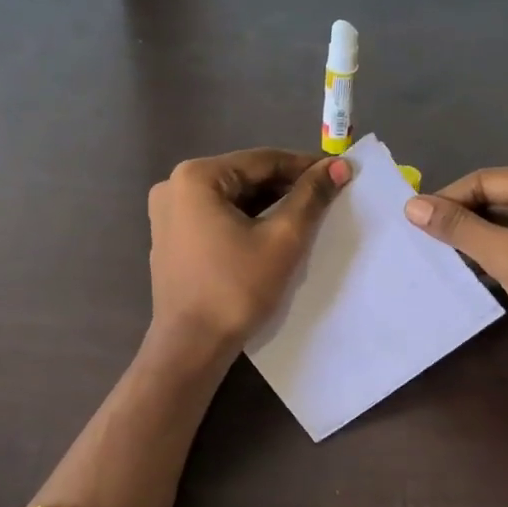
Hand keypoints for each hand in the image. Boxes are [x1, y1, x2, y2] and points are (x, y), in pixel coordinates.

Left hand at [146, 149, 348, 361]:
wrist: (191, 346)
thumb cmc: (236, 288)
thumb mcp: (282, 239)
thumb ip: (311, 197)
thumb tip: (339, 166)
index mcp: (195, 177)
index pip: (262, 160)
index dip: (305, 166)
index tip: (339, 172)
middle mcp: (174, 186)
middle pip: (244, 177)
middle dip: (286, 186)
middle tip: (327, 196)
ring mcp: (168, 213)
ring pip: (231, 198)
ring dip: (268, 205)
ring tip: (308, 214)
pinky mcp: (172, 238)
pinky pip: (216, 217)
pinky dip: (246, 221)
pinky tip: (274, 232)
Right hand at [405, 168, 507, 354]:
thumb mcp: (507, 254)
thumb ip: (459, 228)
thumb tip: (411, 206)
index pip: (485, 180)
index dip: (448, 198)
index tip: (414, 220)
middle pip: (493, 200)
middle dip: (460, 220)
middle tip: (421, 239)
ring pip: (501, 224)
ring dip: (472, 239)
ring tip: (436, 254)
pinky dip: (489, 254)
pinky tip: (464, 269)